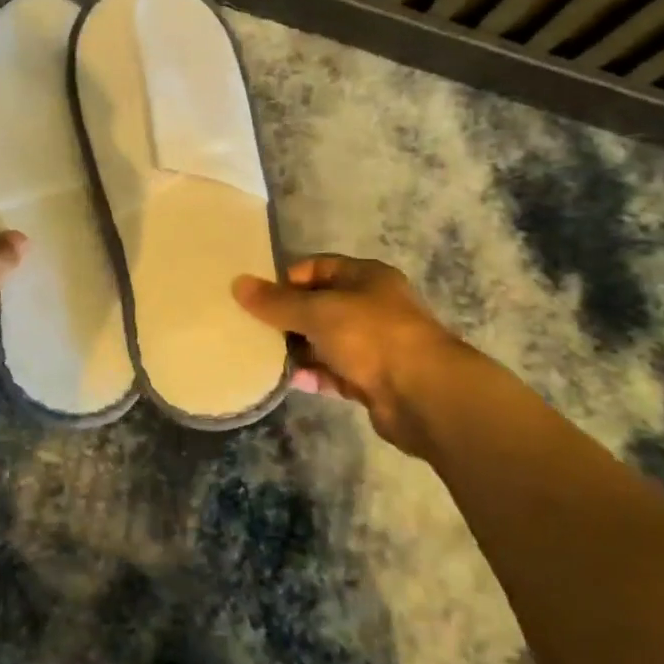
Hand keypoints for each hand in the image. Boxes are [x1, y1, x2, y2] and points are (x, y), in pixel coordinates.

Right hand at [234, 255, 487, 457]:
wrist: (425, 395)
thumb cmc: (372, 336)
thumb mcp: (318, 312)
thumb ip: (277, 302)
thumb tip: (238, 284)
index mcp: (365, 277)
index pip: (317, 267)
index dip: (286, 279)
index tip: (257, 297)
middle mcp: (371, 306)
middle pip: (320, 305)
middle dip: (288, 317)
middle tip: (253, 329)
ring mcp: (374, 345)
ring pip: (326, 341)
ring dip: (299, 349)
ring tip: (263, 356)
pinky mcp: (373, 380)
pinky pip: (336, 373)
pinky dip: (315, 375)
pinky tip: (290, 381)